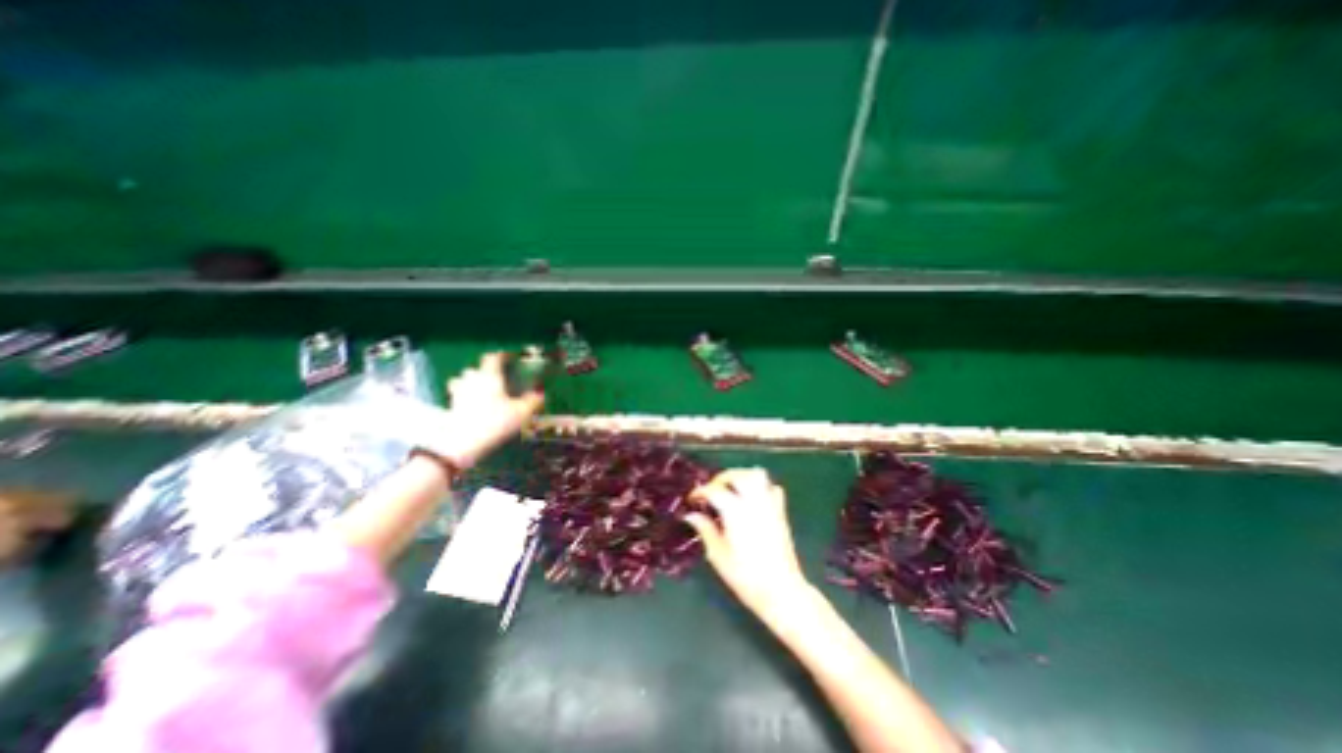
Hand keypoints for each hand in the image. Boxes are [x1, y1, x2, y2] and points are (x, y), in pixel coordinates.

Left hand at [443, 349, 543, 466]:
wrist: (462, 444)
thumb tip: (541, 393)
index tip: (509, 358)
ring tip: (480, 392)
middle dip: (484, 372)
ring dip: (469, 383)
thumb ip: (532, 401)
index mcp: (490, 376)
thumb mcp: (521, 413)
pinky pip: (456, 398)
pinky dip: (464, 399)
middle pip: (474, 369)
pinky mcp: (450, 408)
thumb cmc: (495, 422)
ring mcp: (458, 394)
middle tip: (496, 379)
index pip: (493, 358)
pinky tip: (473, 408)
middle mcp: (471, 381)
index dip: (502, 356)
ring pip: (461, 382)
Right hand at [685, 470, 811, 623]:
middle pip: (736, 475)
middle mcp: (753, 501)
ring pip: (756, 475)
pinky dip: (761, 487)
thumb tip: (691, 515)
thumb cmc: (746, 576)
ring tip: (731, 489)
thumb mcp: (718, 555)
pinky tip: (752, 499)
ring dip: (741, 476)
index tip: (692, 499)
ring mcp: (769, 504)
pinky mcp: (780, 512)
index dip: (700, 492)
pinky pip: (772, 488)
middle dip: (721, 478)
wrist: (781, 591)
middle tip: (711, 491)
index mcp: (735, 511)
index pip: (714, 490)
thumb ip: (705, 530)